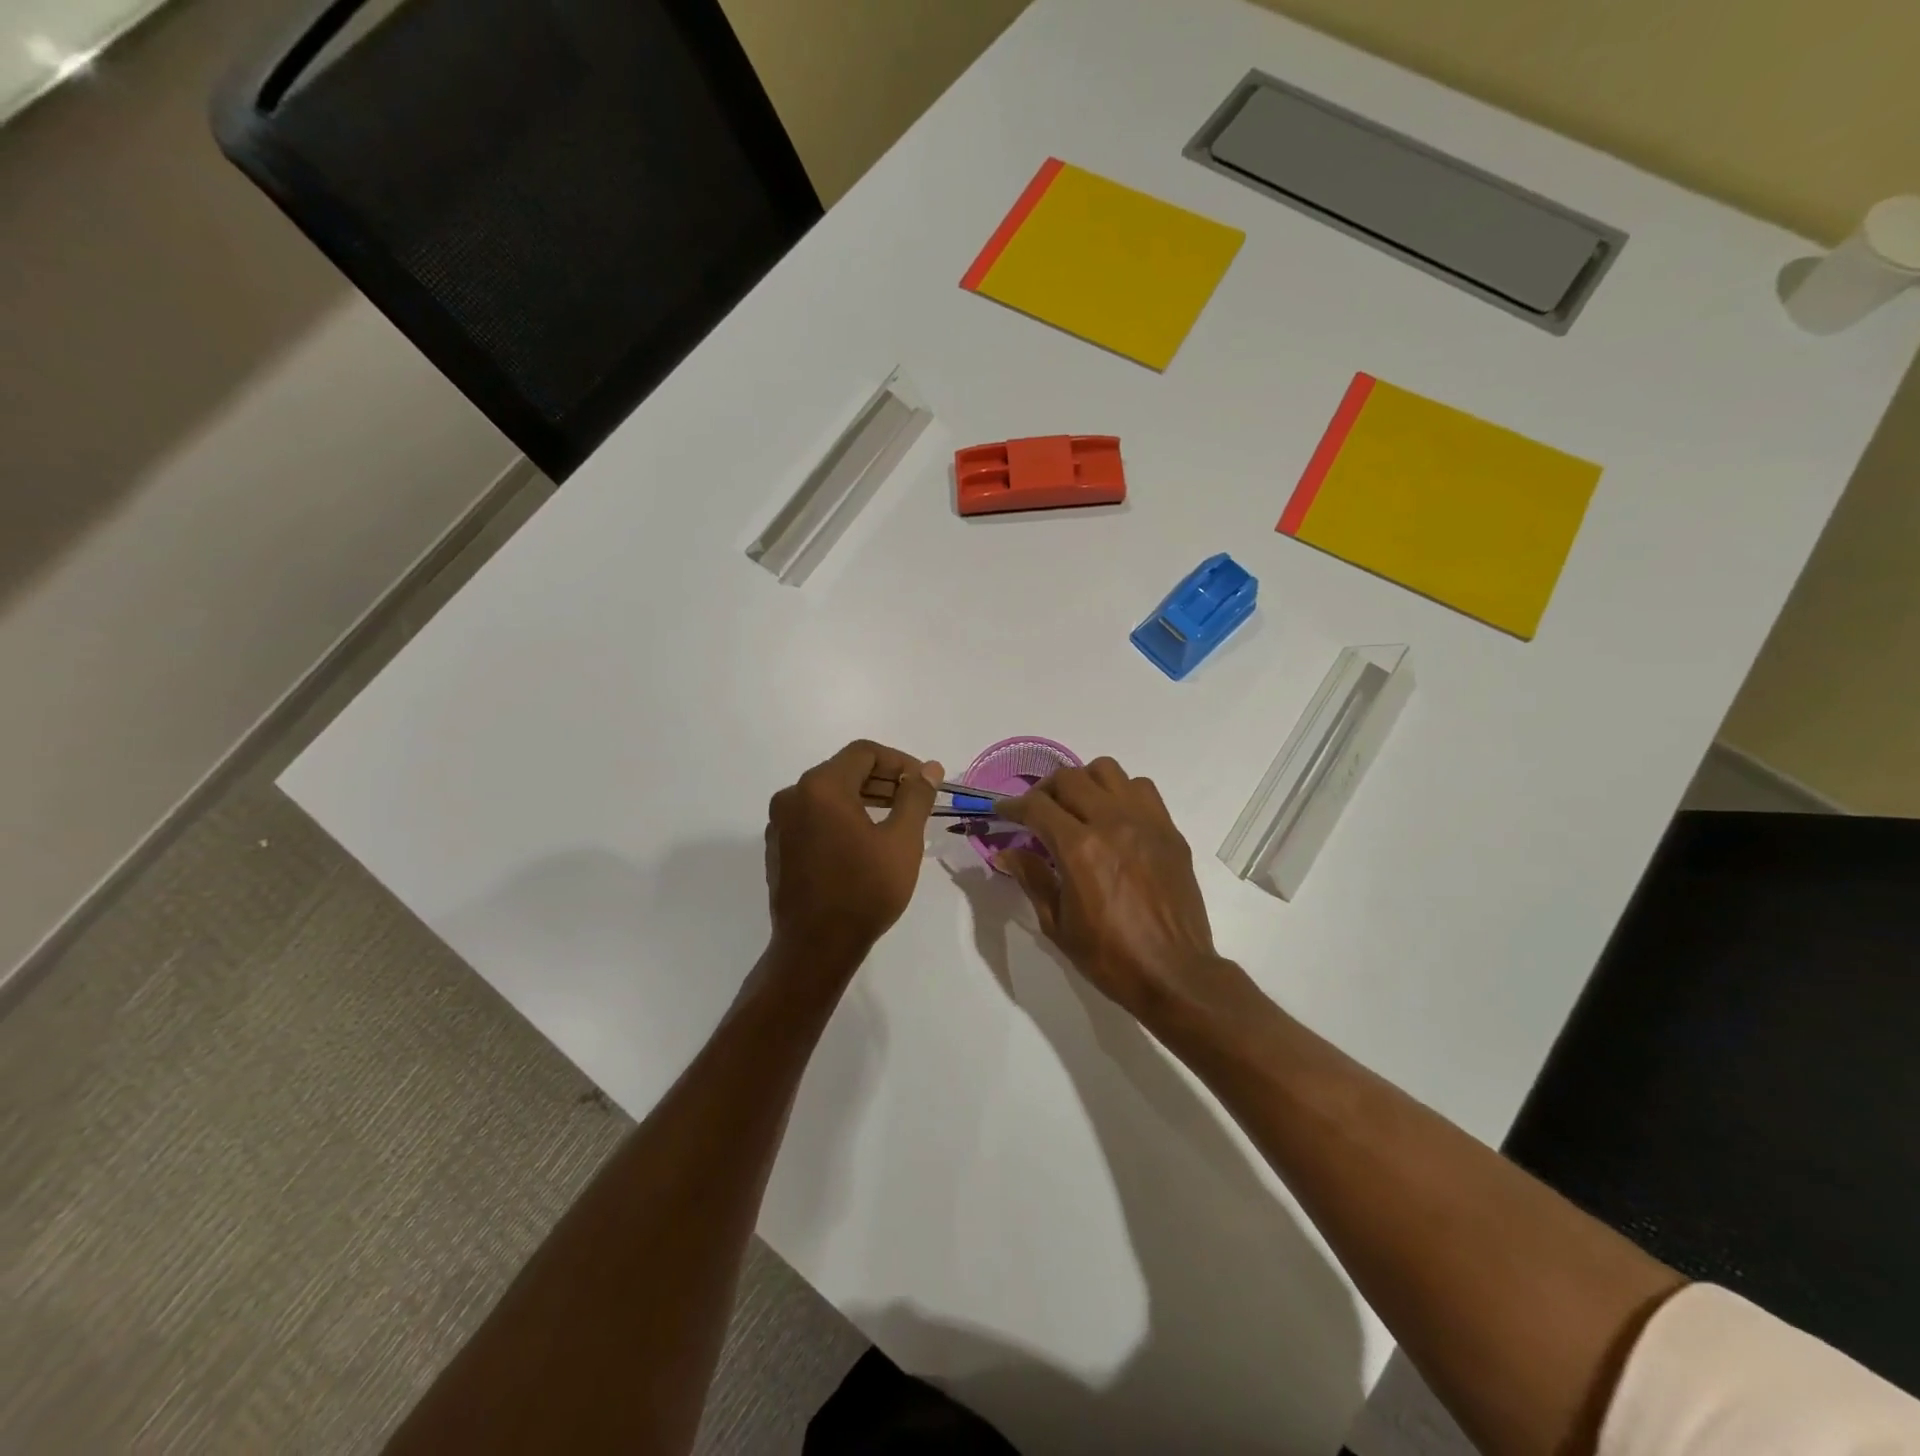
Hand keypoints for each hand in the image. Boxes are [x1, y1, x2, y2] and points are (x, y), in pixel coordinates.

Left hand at [764, 740, 941, 973]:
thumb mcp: (902, 841)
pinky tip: (863, 841)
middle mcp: (793, 795)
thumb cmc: (864, 891)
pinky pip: (813, 817)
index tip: (924, 782)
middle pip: (844, 770)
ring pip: (827, 794)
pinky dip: (840, 817)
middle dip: (883, 780)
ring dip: (863, 798)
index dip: (899, 762)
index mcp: (821, 787)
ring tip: (895, 819)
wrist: (815, 948)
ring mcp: (780, 822)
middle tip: (915, 800)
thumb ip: (916, 796)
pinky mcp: (778, 846)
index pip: (864, 753)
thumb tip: (930, 768)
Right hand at [997, 757, 1236, 1029]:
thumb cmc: (1109, 956)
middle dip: (1044, 790)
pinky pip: (1141, 788)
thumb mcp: (1058, 923)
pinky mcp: (1169, 829)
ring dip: (1083, 782)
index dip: (1012, 806)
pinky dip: (1120, 792)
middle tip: (1036, 811)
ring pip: (1107, 771)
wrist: (1174, 973)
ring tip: (1076, 807)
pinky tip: (1114, 817)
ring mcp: (1145, 821)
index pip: (1036, 806)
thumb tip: (1005, 852)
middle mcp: (1112, 822)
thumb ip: (1032, 878)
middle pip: (1069, 778)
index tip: (1002, 811)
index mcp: (1079, 848)